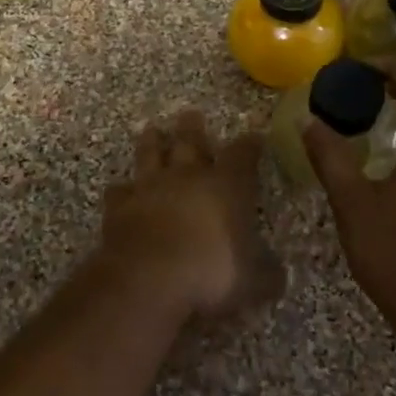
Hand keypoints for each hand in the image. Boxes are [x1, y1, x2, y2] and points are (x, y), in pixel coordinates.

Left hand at [100, 110, 282, 320]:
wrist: (147, 278)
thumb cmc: (210, 273)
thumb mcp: (254, 281)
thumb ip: (267, 273)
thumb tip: (275, 274)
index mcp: (226, 186)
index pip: (242, 155)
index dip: (250, 145)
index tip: (254, 137)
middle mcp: (187, 177)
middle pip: (190, 142)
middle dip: (193, 128)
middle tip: (191, 114)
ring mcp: (150, 188)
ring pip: (151, 155)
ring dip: (152, 142)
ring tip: (152, 130)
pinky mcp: (120, 207)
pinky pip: (120, 191)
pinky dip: (122, 189)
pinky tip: (121, 189)